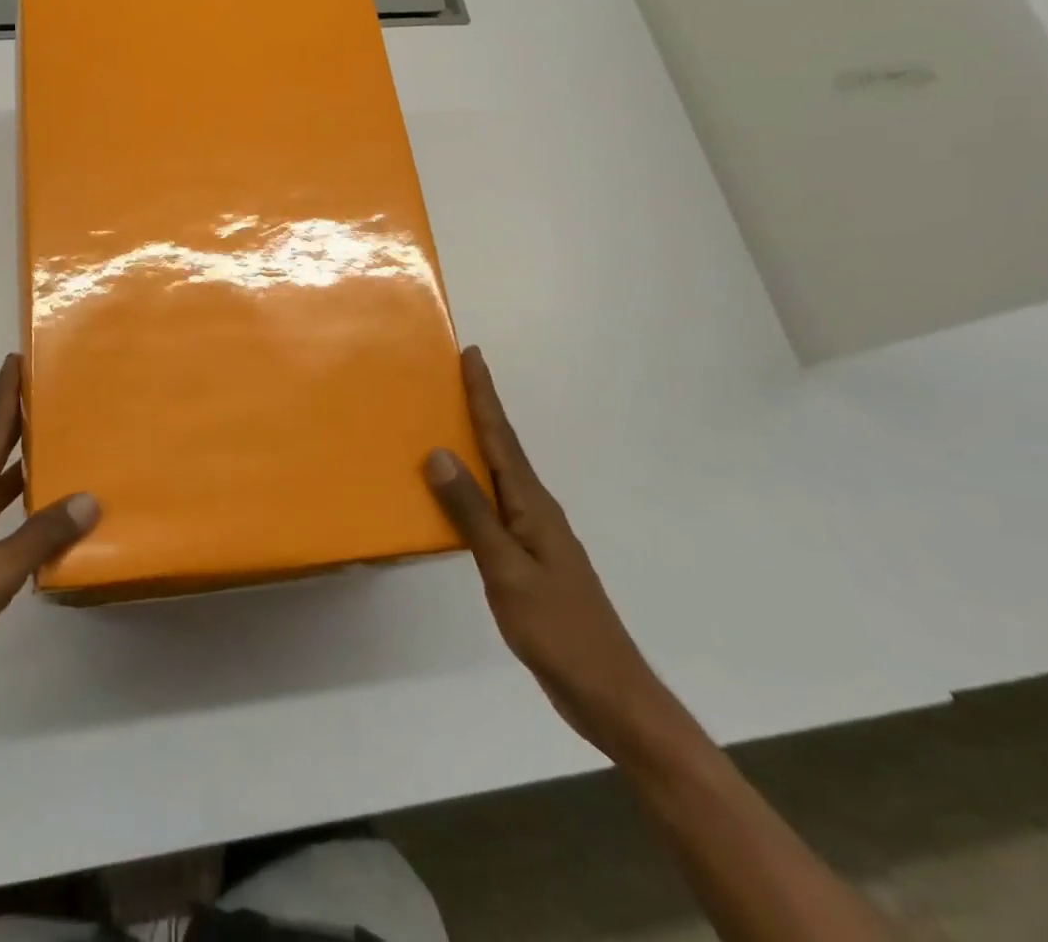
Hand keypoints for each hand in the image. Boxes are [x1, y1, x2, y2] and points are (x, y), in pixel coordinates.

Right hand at [424, 347, 686, 764]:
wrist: (609, 693)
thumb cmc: (557, 628)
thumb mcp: (507, 569)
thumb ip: (472, 512)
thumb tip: (438, 453)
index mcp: (532, 504)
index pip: (501, 437)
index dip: (485, 395)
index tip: (472, 354)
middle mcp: (535, 510)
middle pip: (501, 448)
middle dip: (479, 410)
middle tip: (450, 377)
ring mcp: (535, 536)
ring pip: (497, 477)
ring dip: (474, 446)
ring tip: (444, 424)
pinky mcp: (529, 560)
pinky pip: (494, 508)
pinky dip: (473, 488)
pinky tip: (455, 497)